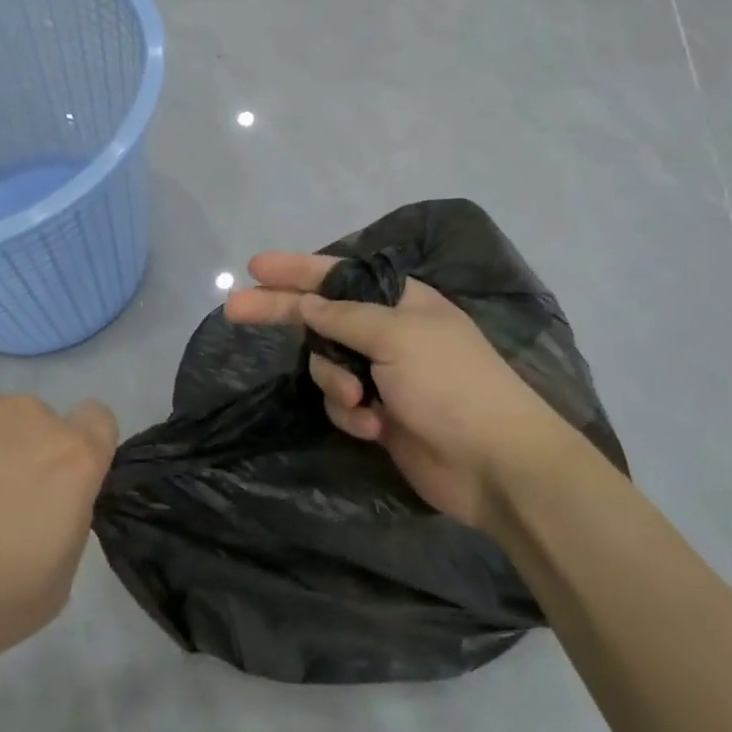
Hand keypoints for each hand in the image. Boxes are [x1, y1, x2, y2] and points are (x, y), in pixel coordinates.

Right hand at [225, 253, 574, 529]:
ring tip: (360, 402)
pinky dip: (351, 415)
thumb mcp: (397, 336)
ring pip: (326, 366)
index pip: (336, 275)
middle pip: (320, 317)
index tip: (255, 267)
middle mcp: (387, 332)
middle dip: (282, 315)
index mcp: (400, 301)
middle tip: (233, 310)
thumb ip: (343, 318)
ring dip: (334, 383)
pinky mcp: (379, 414)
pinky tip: (374, 428)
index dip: (294, 269)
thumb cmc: (451, 384)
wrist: (497, 465)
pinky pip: (341, 403)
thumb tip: (307, 304)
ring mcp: (383, 375)